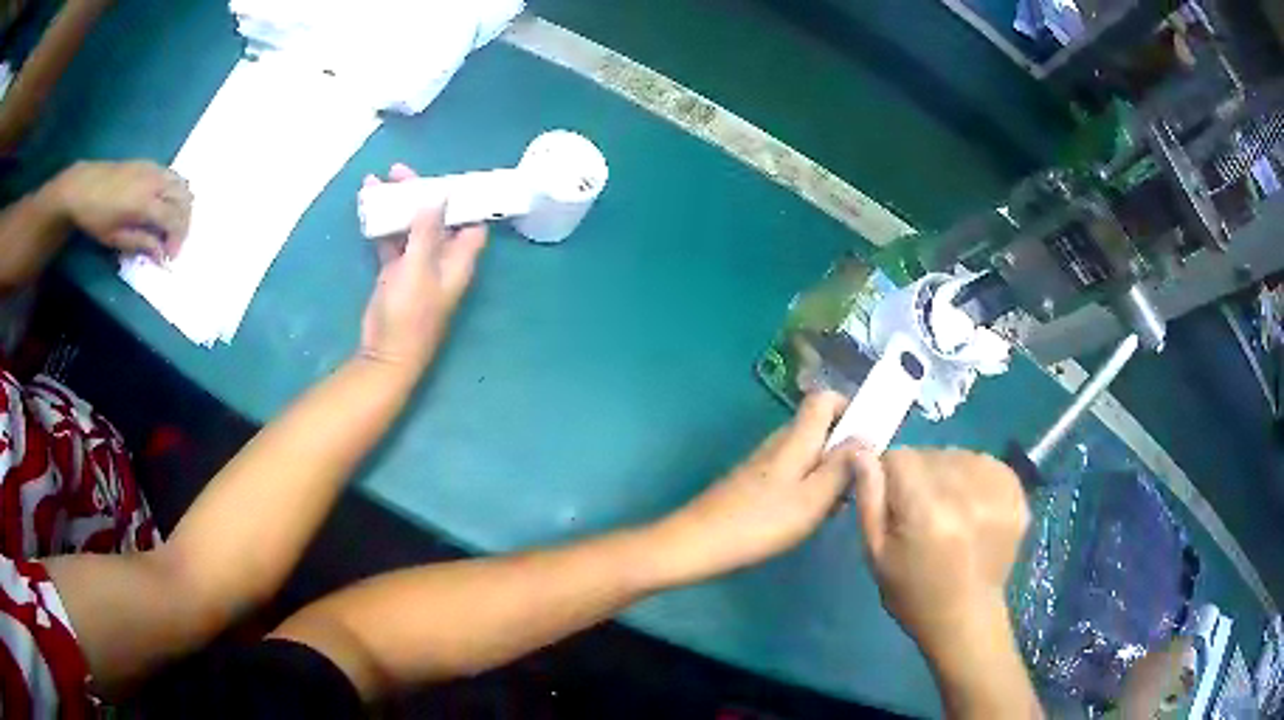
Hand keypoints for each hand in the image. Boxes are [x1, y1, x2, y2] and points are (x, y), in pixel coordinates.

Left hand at [51, 160, 191, 260]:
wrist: (83, 186)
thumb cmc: (96, 218)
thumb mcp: (115, 238)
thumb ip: (141, 243)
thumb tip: (161, 255)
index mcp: (146, 202)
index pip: (174, 219)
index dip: (177, 239)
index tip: (170, 256)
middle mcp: (155, 182)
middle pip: (183, 199)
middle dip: (184, 223)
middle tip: (174, 242)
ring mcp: (154, 169)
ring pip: (182, 184)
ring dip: (182, 205)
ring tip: (172, 224)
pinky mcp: (149, 164)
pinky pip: (172, 175)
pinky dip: (175, 191)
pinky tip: (164, 205)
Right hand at [359, 164, 487, 373]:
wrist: (385, 353)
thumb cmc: (409, 313)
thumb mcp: (419, 267)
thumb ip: (428, 231)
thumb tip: (440, 195)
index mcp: (458, 260)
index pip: (470, 222)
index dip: (461, 199)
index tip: (445, 177)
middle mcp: (441, 260)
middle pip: (436, 219)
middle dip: (420, 194)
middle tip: (397, 171)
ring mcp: (417, 266)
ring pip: (410, 227)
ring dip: (397, 206)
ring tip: (377, 181)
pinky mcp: (395, 273)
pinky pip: (391, 242)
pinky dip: (382, 226)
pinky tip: (368, 208)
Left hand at [648, 392, 855, 584]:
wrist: (699, 543)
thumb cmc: (761, 522)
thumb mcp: (813, 498)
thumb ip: (842, 467)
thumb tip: (866, 436)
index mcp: (796, 438)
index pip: (824, 398)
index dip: (849, 408)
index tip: (869, 438)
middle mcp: (780, 442)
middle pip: (819, 427)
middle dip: (844, 448)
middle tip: (857, 482)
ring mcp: (765, 462)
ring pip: (808, 453)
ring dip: (828, 471)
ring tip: (837, 505)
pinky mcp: (754, 483)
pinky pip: (793, 472)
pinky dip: (809, 486)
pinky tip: (810, 516)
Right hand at [849, 448, 1028, 658]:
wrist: (966, 619)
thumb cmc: (913, 593)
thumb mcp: (876, 554)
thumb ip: (869, 498)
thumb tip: (860, 451)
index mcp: (926, 509)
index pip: (899, 457)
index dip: (890, 475)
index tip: (893, 502)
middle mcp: (964, 492)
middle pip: (930, 454)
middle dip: (920, 475)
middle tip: (921, 512)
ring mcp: (996, 490)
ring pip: (959, 455)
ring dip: (948, 474)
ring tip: (949, 509)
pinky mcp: (1016, 493)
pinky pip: (987, 464)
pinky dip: (975, 477)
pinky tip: (972, 505)